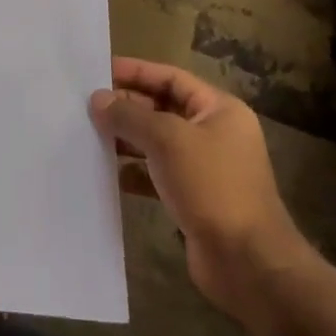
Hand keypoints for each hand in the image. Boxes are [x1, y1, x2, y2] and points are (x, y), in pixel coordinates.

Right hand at [89, 57, 303, 305]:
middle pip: (163, 108)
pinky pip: (157, 174)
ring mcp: (205, 168)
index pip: (171, 77)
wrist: (247, 264)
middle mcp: (214, 133)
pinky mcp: (194, 198)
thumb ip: (129, 115)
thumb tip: (97, 99)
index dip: (136, 72)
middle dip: (127, 106)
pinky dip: (134, 172)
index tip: (99, 72)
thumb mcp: (167, 140)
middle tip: (88, 106)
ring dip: (127, 140)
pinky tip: (108, 174)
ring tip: (90, 136)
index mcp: (219, 110)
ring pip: (158, 142)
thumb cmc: (212, 186)